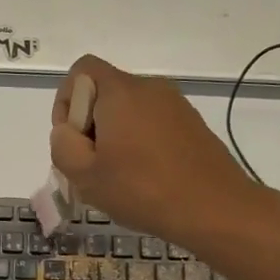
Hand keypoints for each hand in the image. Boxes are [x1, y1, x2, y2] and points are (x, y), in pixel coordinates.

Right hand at [49, 55, 262, 247]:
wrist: (216, 209)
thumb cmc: (143, 190)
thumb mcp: (85, 175)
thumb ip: (63, 146)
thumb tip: (67, 132)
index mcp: (121, 91)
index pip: (82, 70)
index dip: (66, 101)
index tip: (72, 140)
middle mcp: (149, 88)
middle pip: (104, 92)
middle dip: (89, 125)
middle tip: (92, 166)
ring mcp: (175, 105)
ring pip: (129, 111)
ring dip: (114, 137)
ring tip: (118, 177)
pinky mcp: (192, 124)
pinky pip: (152, 123)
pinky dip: (140, 143)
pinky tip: (145, 178)